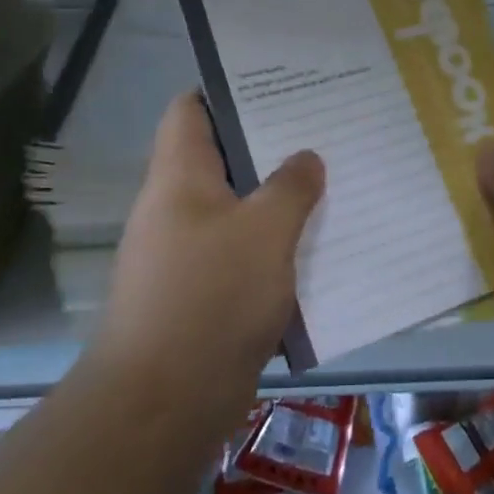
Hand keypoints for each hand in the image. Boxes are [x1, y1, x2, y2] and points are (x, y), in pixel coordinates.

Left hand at [94, 92, 323, 419]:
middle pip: (221, 158)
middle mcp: (175, 207)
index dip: (227, 92)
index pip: (190, 110)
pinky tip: (316, 247)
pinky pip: (241, 255)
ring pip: (237, 209)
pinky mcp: (201, 296)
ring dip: (277, 200)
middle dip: (269, 146)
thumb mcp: (264, 231)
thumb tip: (306, 158)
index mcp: (179, 176)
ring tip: (330, 183)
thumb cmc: (211, 298)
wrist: (163, 406)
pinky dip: (273, 247)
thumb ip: (291, 187)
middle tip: (322, 133)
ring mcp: (185, 254)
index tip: (278, 87)